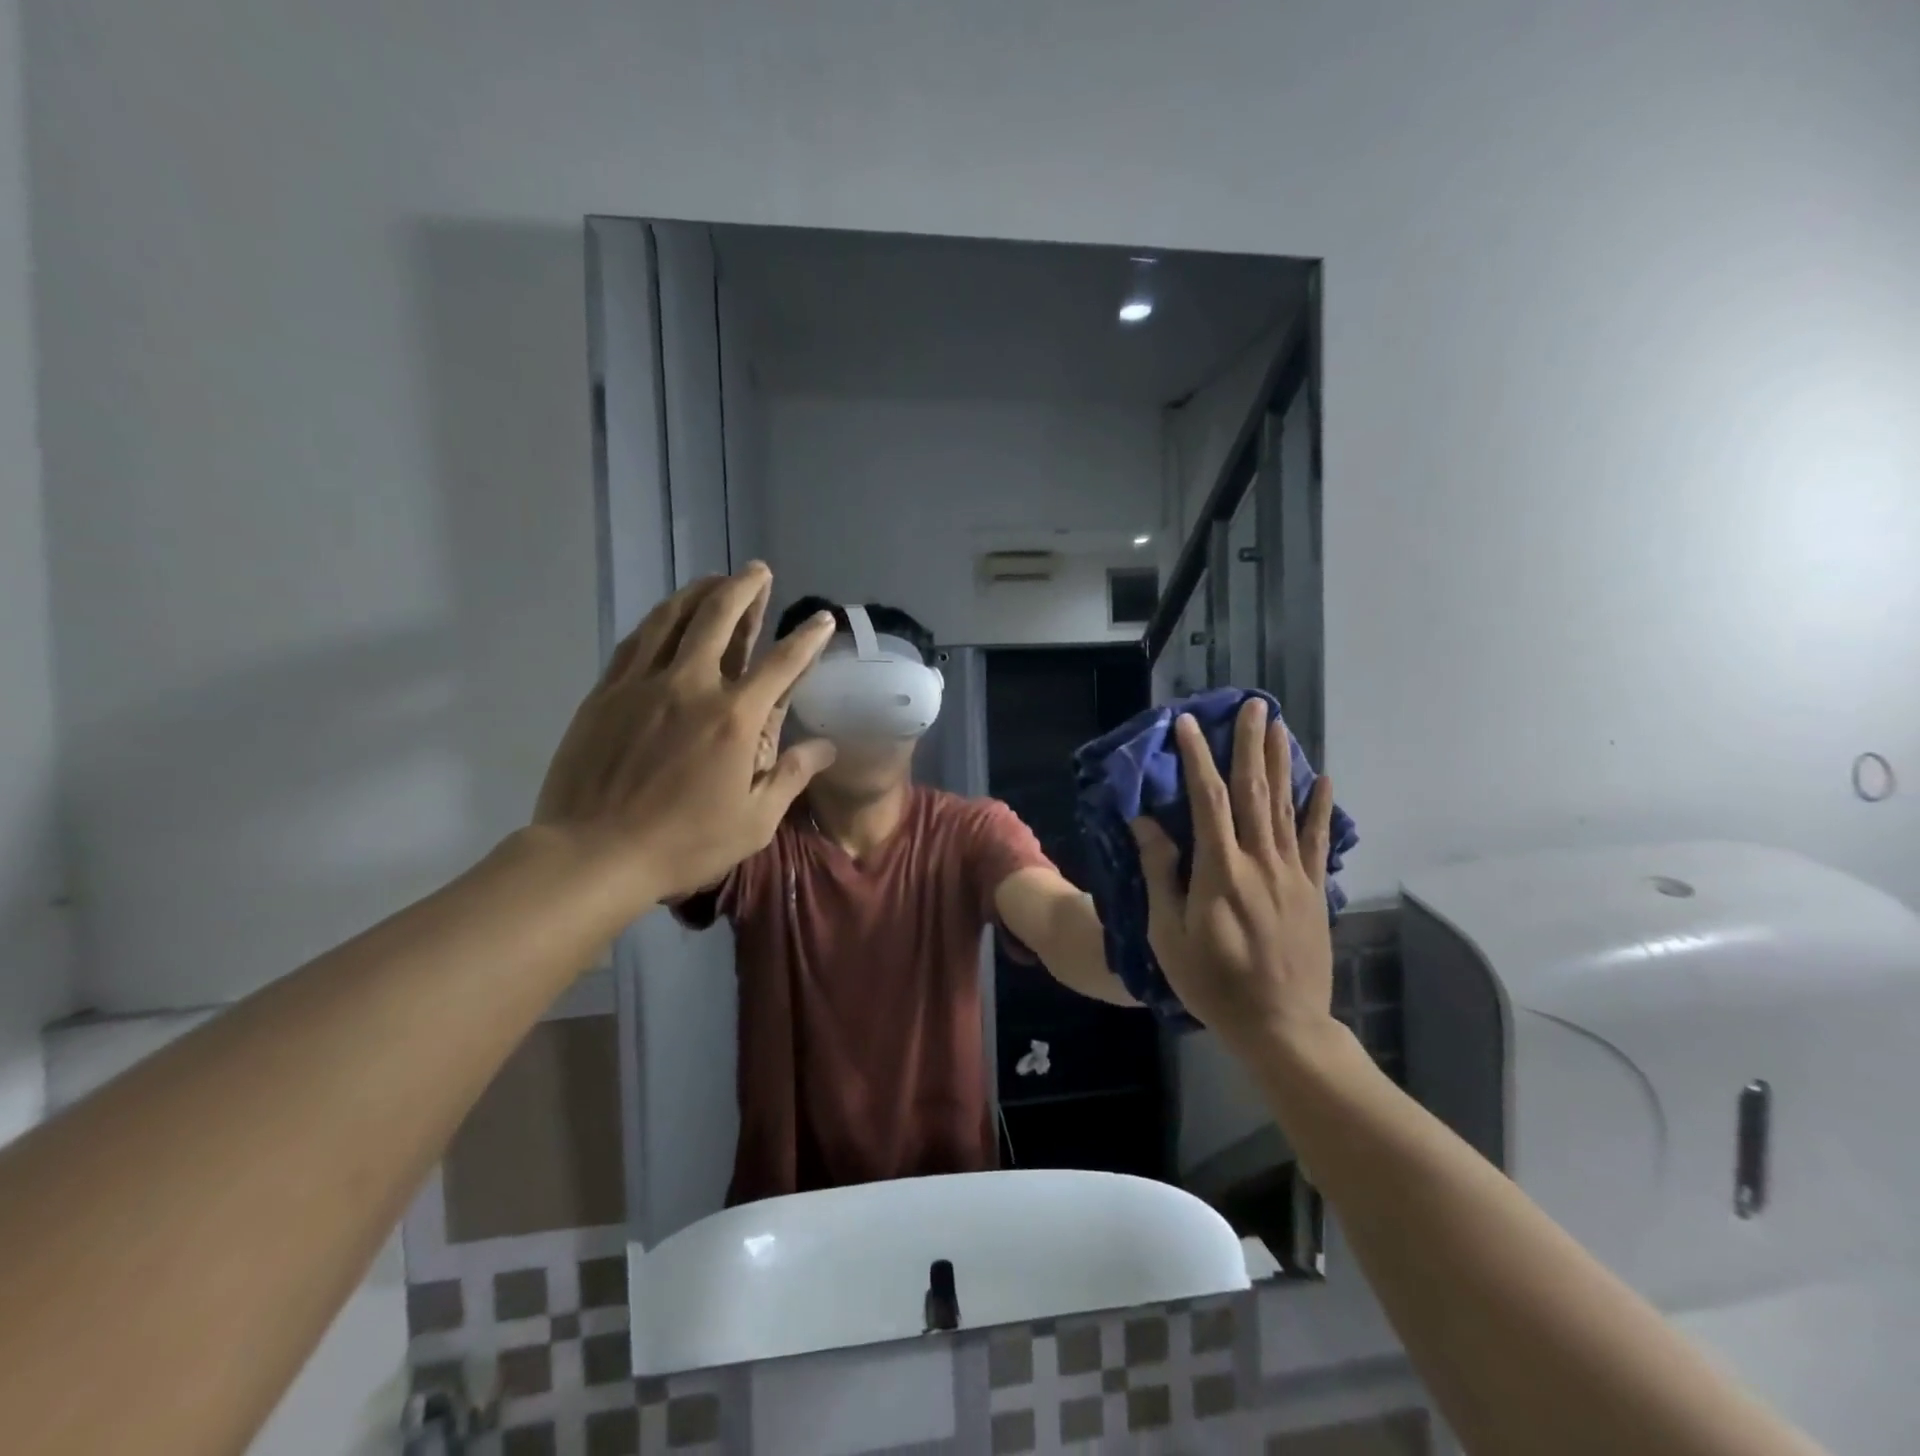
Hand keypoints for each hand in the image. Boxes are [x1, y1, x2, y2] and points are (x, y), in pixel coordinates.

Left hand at [533, 563, 836, 903]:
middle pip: (720, 619)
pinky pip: (636, 642)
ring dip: (698, 593)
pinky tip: (666, 616)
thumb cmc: (685, 843)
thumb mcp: (755, 821)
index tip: (822, 618)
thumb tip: (827, 746)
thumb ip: (792, 776)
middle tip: (758, 570)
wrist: (594, 854)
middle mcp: (691, 687)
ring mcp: (643, 685)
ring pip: (673, 620)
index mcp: (734, 719)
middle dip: (744, 590)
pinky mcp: (606, 693)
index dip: (806, 638)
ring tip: (715, 578)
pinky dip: (657, 621)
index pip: (781, 664)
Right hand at [1130, 699, 1337, 1053]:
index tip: (1188, 724)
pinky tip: (1323, 779)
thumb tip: (1147, 822)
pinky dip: (1320, 808)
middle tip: (1253, 705)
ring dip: (1281, 762)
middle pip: (1254, 791)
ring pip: (1285, 806)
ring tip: (1279, 726)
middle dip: (1250, 745)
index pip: (1207, 799)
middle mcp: (1260, 861)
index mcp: (1220, 870)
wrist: (1280, 1025)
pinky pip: (1317, 841)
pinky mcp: (1314, 890)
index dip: (1197, 758)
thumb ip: (1162, 873)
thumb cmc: (1212, 981)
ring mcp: (1293, 874)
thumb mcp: (1169, 933)